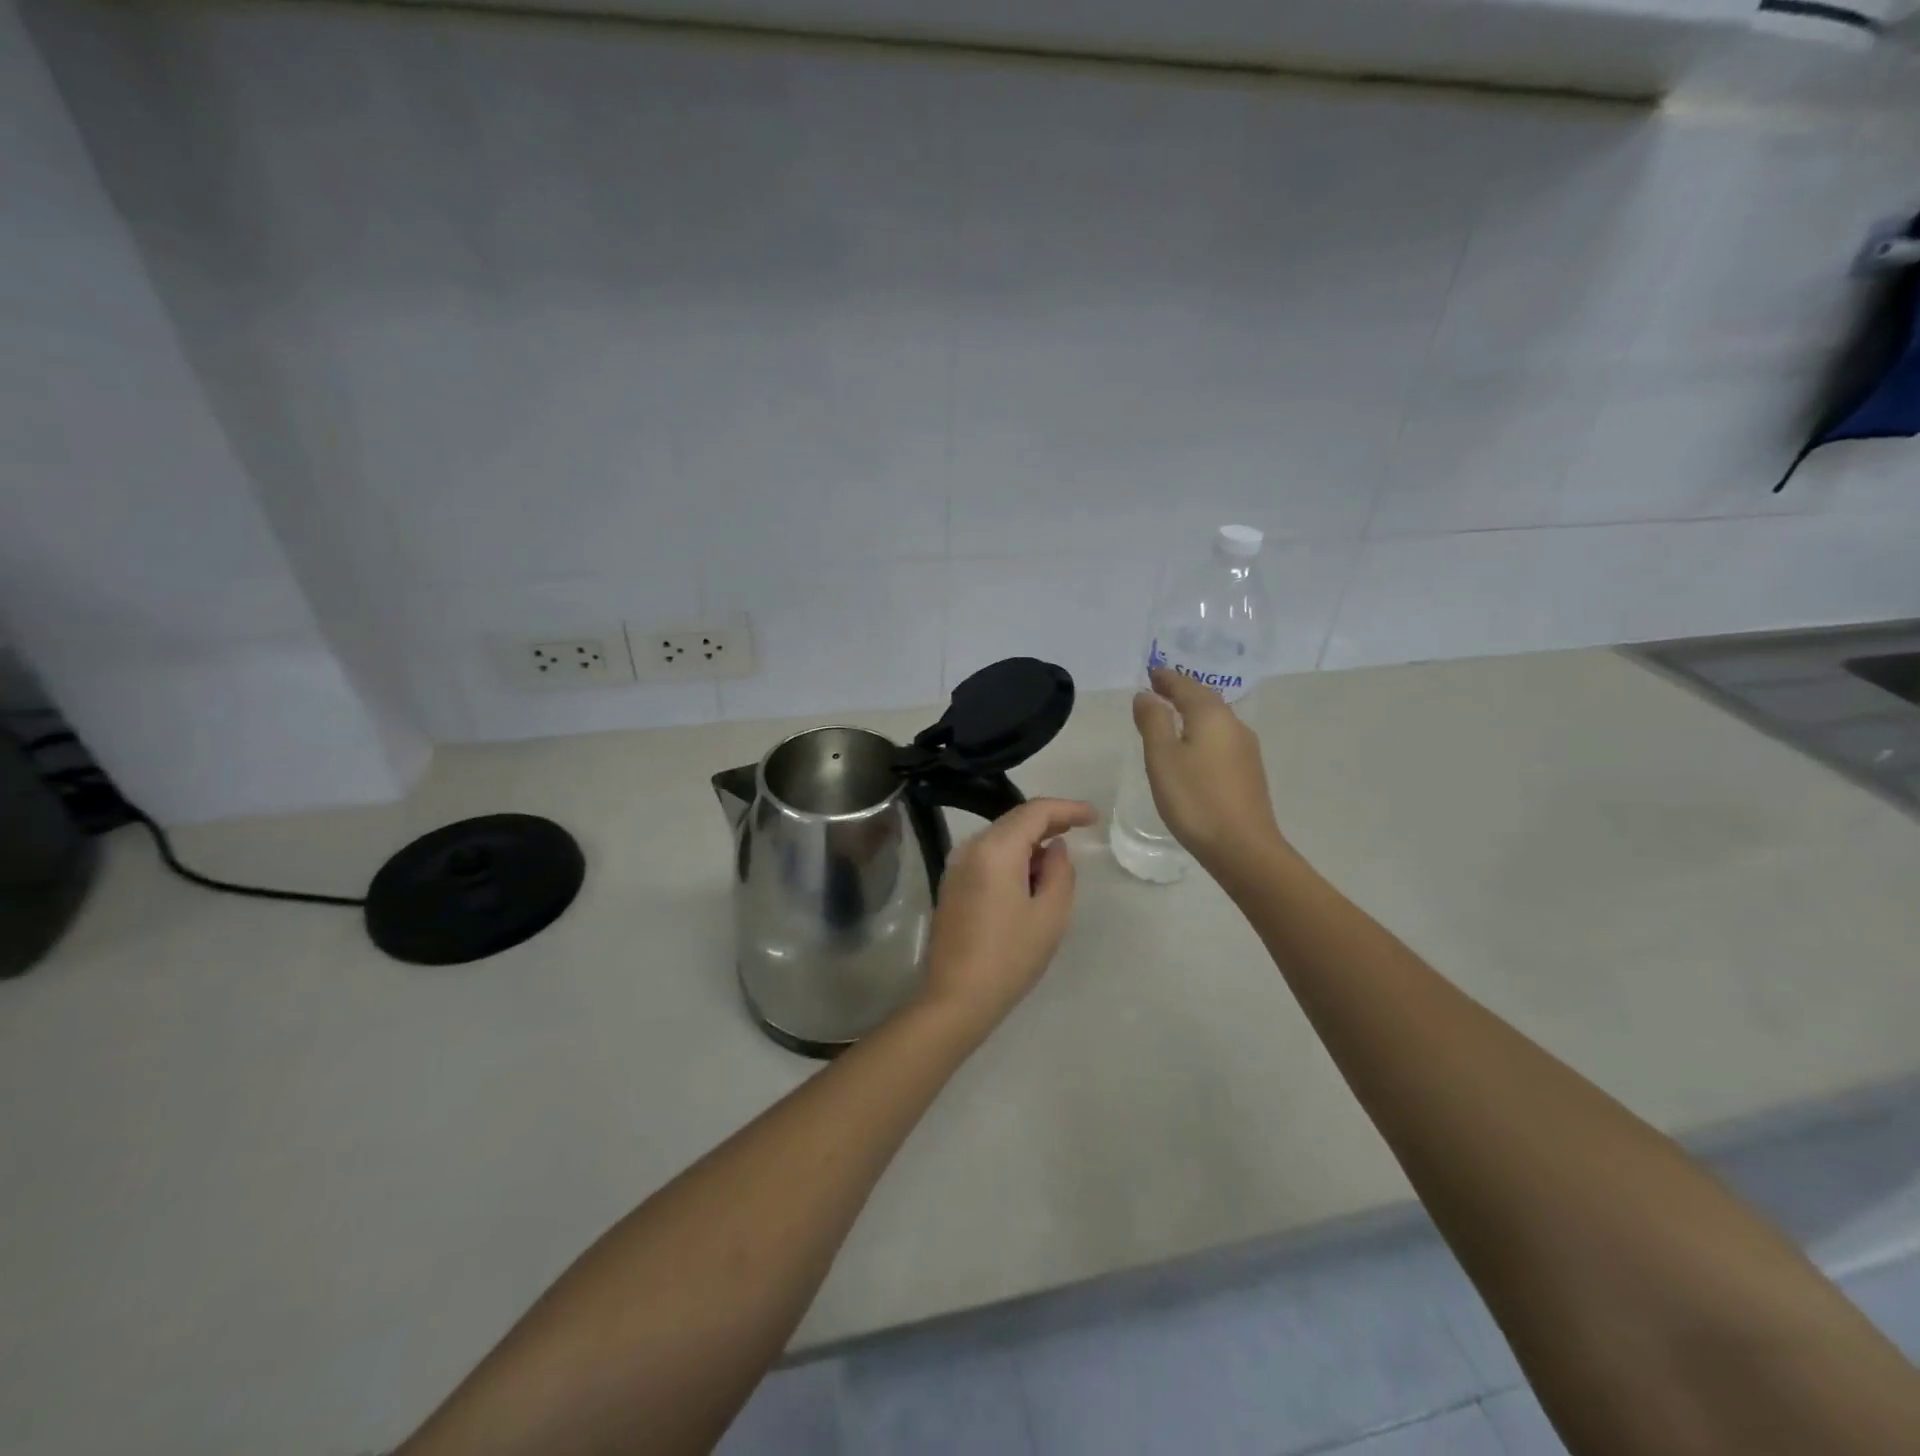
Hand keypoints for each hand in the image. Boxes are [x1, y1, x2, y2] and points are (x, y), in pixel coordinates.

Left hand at [917, 797, 1096, 1036]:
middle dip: (1048, 821)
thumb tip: (1056, 848)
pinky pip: (986, 856)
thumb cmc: (1010, 957)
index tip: (1093, 816)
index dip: (1067, 809)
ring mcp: (956, 866)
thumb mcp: (1050, 915)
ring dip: (1029, 841)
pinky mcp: (951, 885)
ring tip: (1057, 857)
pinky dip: (1011, 857)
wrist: (956, 998)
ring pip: (999, 838)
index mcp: (995, 849)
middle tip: (1079, 829)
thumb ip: (1060, 872)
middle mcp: (970, 848)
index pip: (1035, 812)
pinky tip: (1029, 876)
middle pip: (1014, 820)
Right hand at [1132, 666, 1286, 875]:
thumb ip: (1153, 721)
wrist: (1243, 847)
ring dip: (1194, 713)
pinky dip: (1203, 733)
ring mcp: (1246, 750)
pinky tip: (1193, 748)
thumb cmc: (1195, 798)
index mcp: (1212, 716)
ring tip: (1172, 717)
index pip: (1186, 686)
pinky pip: (1221, 739)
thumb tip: (1146, 695)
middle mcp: (1234, 725)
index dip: (1167, 678)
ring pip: (1216, 720)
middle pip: (1205, 699)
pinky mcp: (1249, 772)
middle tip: (1159, 690)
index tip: (1151, 673)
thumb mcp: (1162, 757)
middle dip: (1182, 692)